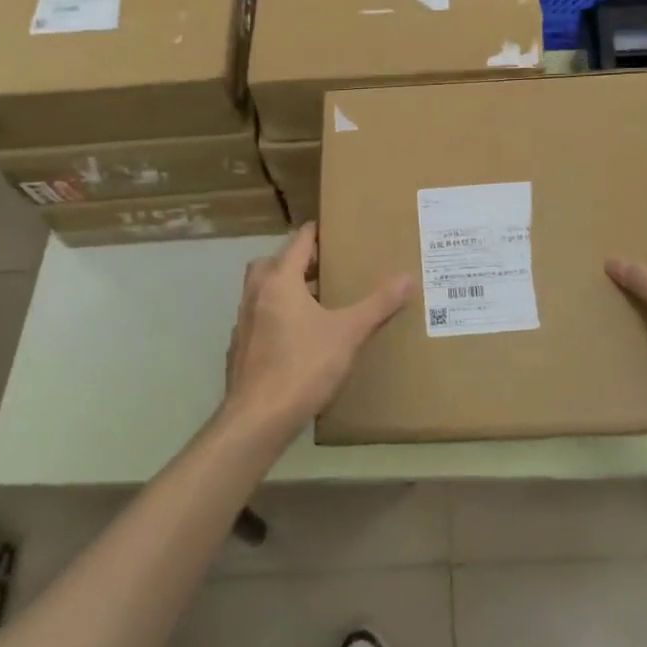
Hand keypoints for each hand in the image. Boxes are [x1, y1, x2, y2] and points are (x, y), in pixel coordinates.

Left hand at [223, 223, 412, 437]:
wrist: (258, 419)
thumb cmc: (304, 366)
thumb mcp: (348, 333)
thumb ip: (378, 305)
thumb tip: (408, 277)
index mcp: (279, 282)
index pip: (297, 243)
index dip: (314, 233)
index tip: (331, 228)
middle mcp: (255, 295)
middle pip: (270, 264)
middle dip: (294, 261)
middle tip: (322, 267)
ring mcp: (242, 323)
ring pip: (261, 293)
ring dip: (282, 290)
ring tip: (314, 302)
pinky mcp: (239, 350)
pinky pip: (257, 321)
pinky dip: (274, 318)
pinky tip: (295, 338)